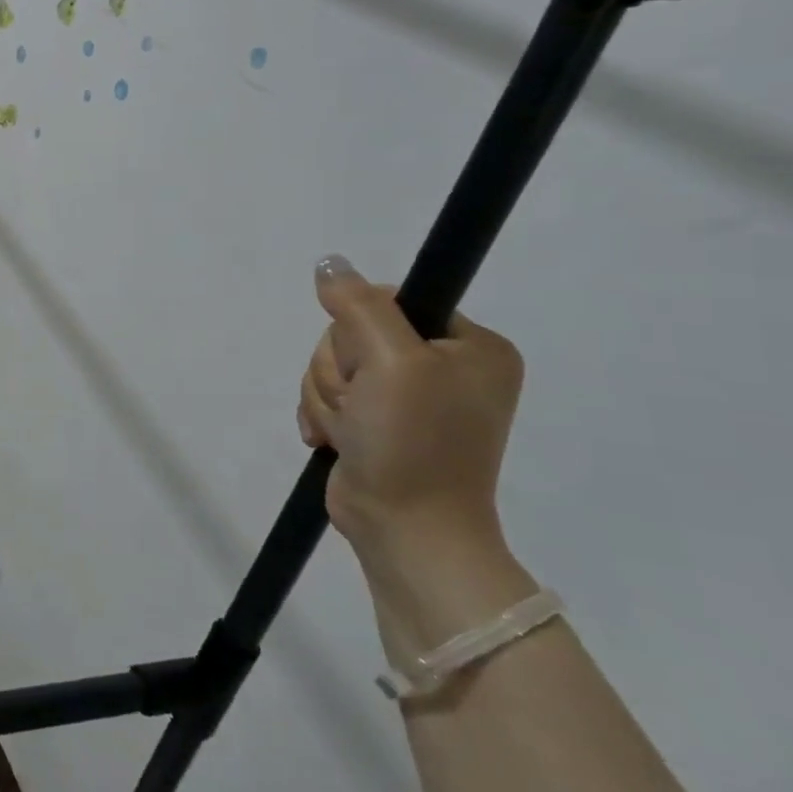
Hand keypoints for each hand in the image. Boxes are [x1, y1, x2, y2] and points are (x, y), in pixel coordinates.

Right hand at [296, 255, 524, 559]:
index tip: (372, 367)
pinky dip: (322, 416)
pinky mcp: (375, 422)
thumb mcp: (392, 362)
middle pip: (350, 335)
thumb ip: (359, 305)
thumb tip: (329, 263)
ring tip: (352, 432)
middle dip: (340, 372)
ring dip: (328, 399)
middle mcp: (442, 367)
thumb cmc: (414, 442)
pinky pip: (326, 395)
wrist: (405, 528)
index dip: (360, 329)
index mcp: (470, 347)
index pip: (388, 300)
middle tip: (362, 407)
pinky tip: (337, 441)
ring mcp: (407, 398)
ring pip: (331, 366)